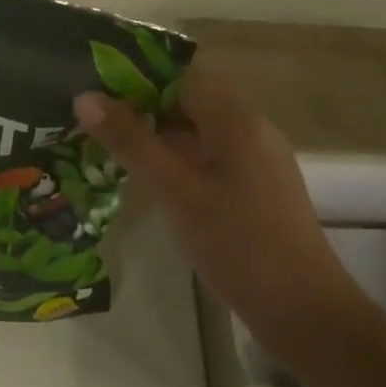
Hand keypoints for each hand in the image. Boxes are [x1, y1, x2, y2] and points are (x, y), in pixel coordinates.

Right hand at [72, 67, 348, 325]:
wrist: (302, 310)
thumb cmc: (236, 242)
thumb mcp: (175, 189)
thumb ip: (130, 141)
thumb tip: (83, 96)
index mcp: (236, 119)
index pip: (181, 75)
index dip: (137, 76)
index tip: (95, 87)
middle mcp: (250, 130)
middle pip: (188, 101)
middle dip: (142, 106)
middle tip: (93, 119)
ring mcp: (255, 161)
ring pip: (197, 132)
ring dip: (156, 134)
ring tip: (108, 145)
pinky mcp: (254, 190)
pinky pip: (208, 158)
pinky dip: (176, 160)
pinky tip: (148, 179)